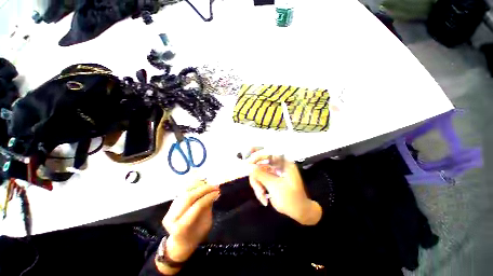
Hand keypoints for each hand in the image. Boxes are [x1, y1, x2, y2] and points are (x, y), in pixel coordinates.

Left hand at [162, 181, 219, 262]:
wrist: (181, 242)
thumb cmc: (196, 235)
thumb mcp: (206, 225)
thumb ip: (208, 208)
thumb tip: (214, 193)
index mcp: (180, 227)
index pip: (196, 206)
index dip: (208, 197)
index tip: (218, 192)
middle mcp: (172, 217)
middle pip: (189, 196)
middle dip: (204, 189)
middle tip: (215, 186)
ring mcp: (170, 210)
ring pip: (185, 191)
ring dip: (199, 185)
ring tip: (210, 184)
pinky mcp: (172, 204)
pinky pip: (183, 191)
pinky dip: (194, 186)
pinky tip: (203, 184)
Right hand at [248, 151, 321, 225]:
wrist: (299, 212)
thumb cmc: (291, 199)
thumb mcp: (274, 186)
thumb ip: (260, 175)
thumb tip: (247, 166)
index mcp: (283, 163)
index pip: (268, 153)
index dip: (256, 156)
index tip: (247, 164)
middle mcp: (278, 165)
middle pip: (260, 163)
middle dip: (256, 177)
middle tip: (257, 188)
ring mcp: (273, 172)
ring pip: (258, 173)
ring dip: (257, 185)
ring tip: (262, 196)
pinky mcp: (270, 178)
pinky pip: (259, 179)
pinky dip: (259, 188)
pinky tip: (263, 198)